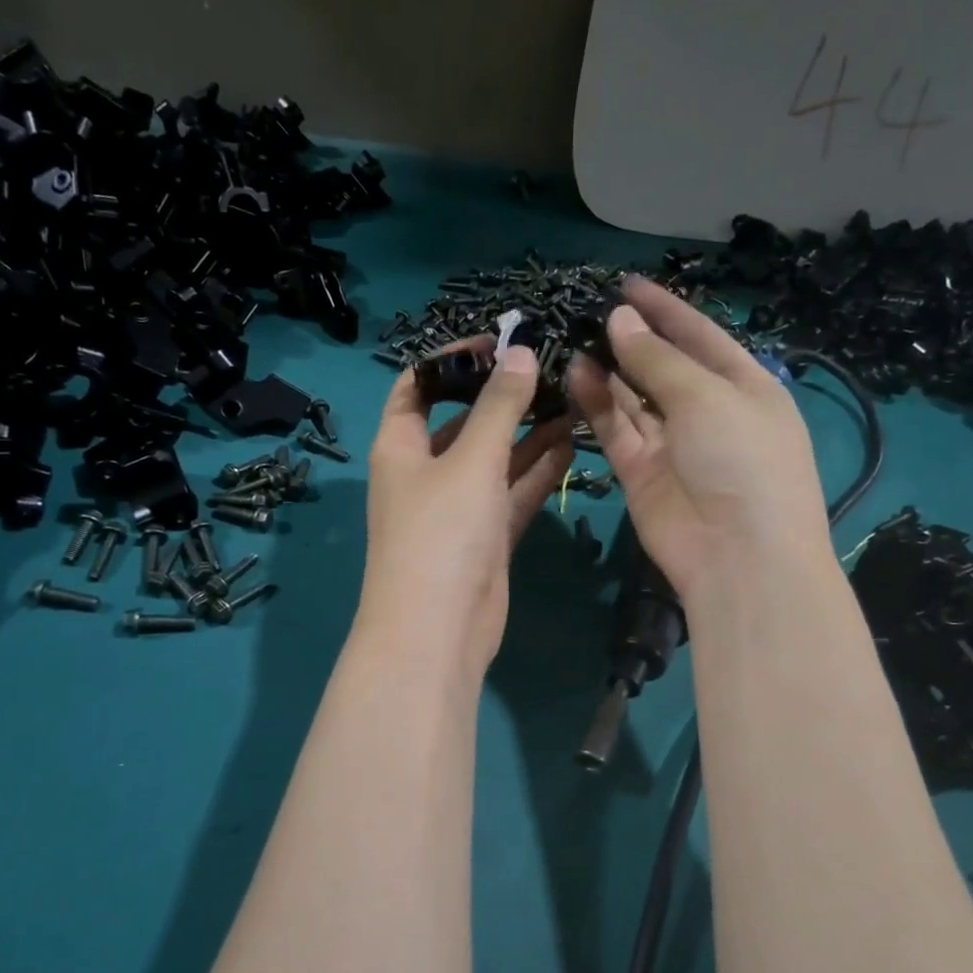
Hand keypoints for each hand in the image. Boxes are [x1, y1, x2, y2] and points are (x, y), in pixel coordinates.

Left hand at [361, 338, 574, 673]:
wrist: (437, 630)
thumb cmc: (441, 533)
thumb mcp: (470, 461)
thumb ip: (499, 407)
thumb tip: (519, 354)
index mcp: (401, 446)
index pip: (418, 385)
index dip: (453, 360)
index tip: (498, 342)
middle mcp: (426, 472)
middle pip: (463, 421)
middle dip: (501, 396)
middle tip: (550, 368)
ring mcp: (457, 506)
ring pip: (495, 458)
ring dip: (527, 432)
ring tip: (571, 397)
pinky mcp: (486, 536)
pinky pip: (512, 492)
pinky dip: (537, 470)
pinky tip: (571, 441)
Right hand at [568, 275, 828, 601]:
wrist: (737, 554)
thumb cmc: (741, 459)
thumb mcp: (707, 396)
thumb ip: (658, 359)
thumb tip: (620, 320)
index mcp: (745, 386)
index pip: (700, 336)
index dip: (666, 310)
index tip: (627, 284)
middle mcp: (708, 411)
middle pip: (664, 366)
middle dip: (632, 339)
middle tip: (590, 312)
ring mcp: (672, 443)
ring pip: (634, 397)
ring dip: (609, 368)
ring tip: (576, 338)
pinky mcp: (640, 471)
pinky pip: (616, 428)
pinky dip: (597, 402)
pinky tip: (577, 373)